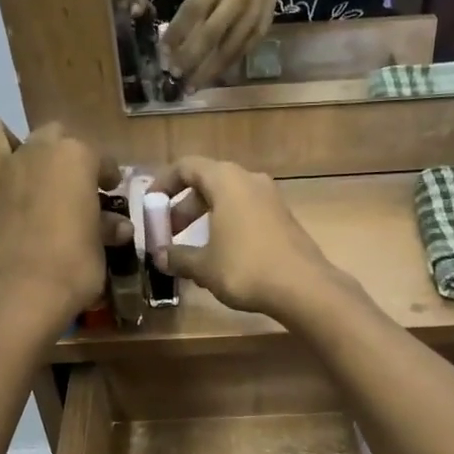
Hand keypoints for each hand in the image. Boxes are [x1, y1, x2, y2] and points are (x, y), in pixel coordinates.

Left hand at [0, 117, 128, 329]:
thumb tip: (118, 226)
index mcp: (74, 160)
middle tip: (65, 182)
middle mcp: (33, 154)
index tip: (108, 190)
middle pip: (48, 133)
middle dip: (60, 150)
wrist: (24, 295)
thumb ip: (104, 229)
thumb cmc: (74, 269)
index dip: (104, 173)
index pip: (97, 156)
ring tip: (11, 165)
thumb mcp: (100, 249)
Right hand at [152, 156, 345, 318]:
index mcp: (226, 181)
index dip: (163, 183)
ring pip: (228, 200)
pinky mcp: (283, 218)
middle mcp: (249, 180)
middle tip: (170, 234)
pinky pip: (246, 213)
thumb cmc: (246, 268)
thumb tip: (160, 257)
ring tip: (192, 250)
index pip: (186, 166)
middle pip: (208, 183)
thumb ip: (178, 257)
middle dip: (184, 208)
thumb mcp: (204, 266)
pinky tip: (221, 258)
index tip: (150, 206)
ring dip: (205, 220)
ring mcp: (271, 198)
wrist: (303, 287)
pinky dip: (227, 226)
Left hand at [163, 0, 280, 92]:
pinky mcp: (261, 32)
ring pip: (226, 51)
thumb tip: (172, 45)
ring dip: (206, 71)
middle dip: (190, 56)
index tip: (163, 51)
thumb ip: (193, 9)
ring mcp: (252, 17)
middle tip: (175, 74)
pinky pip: (238, 56)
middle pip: (211, 34)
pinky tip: (208, 80)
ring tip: (189, 86)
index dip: (177, 32)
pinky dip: (221, 70)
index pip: (193, 9)